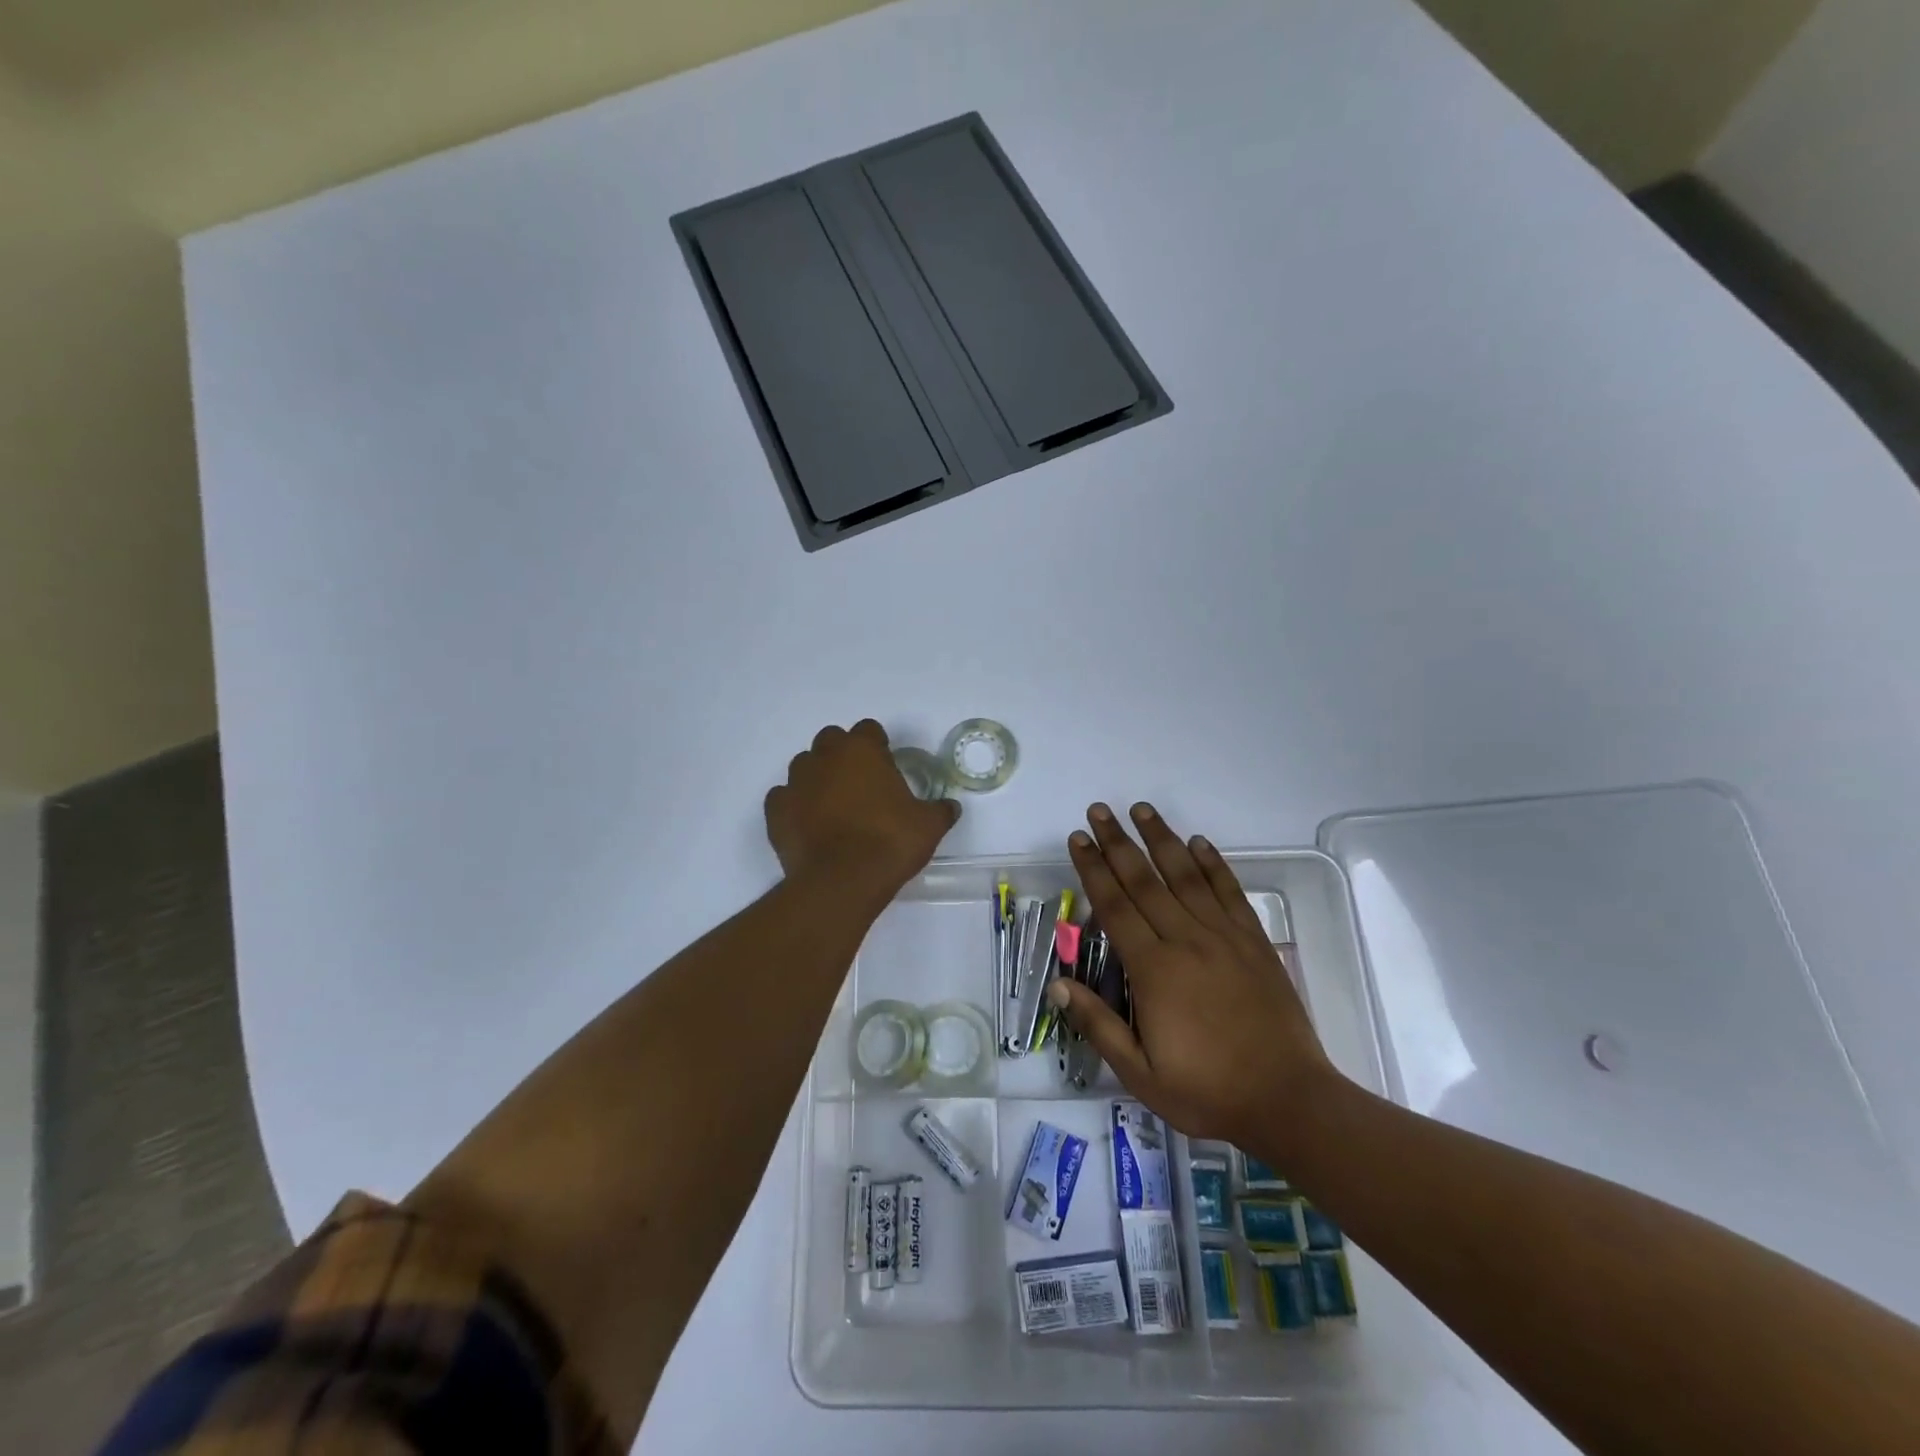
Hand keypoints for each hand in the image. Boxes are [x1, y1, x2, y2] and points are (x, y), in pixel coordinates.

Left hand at [765, 721, 959, 901]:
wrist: (841, 881)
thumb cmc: (889, 842)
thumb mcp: (928, 826)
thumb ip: (940, 810)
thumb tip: (950, 807)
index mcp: (862, 750)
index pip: (868, 730)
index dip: (878, 746)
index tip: (886, 767)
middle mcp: (824, 757)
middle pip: (831, 740)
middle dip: (843, 755)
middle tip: (860, 784)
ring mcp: (795, 782)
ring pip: (804, 766)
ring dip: (817, 778)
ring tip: (833, 806)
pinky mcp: (775, 810)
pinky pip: (784, 797)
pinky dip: (794, 805)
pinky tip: (808, 824)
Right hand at [1050, 802, 1337, 1154]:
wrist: (1289, 1101)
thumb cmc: (1207, 1091)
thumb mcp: (1140, 1074)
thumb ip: (1098, 1025)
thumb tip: (1056, 986)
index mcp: (1154, 970)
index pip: (1115, 906)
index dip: (1093, 869)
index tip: (1078, 838)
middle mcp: (1186, 941)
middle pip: (1145, 881)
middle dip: (1118, 843)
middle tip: (1099, 810)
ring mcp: (1224, 938)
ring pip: (1186, 876)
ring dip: (1162, 839)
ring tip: (1142, 809)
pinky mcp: (1254, 942)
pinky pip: (1230, 893)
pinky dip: (1213, 865)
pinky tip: (1199, 843)